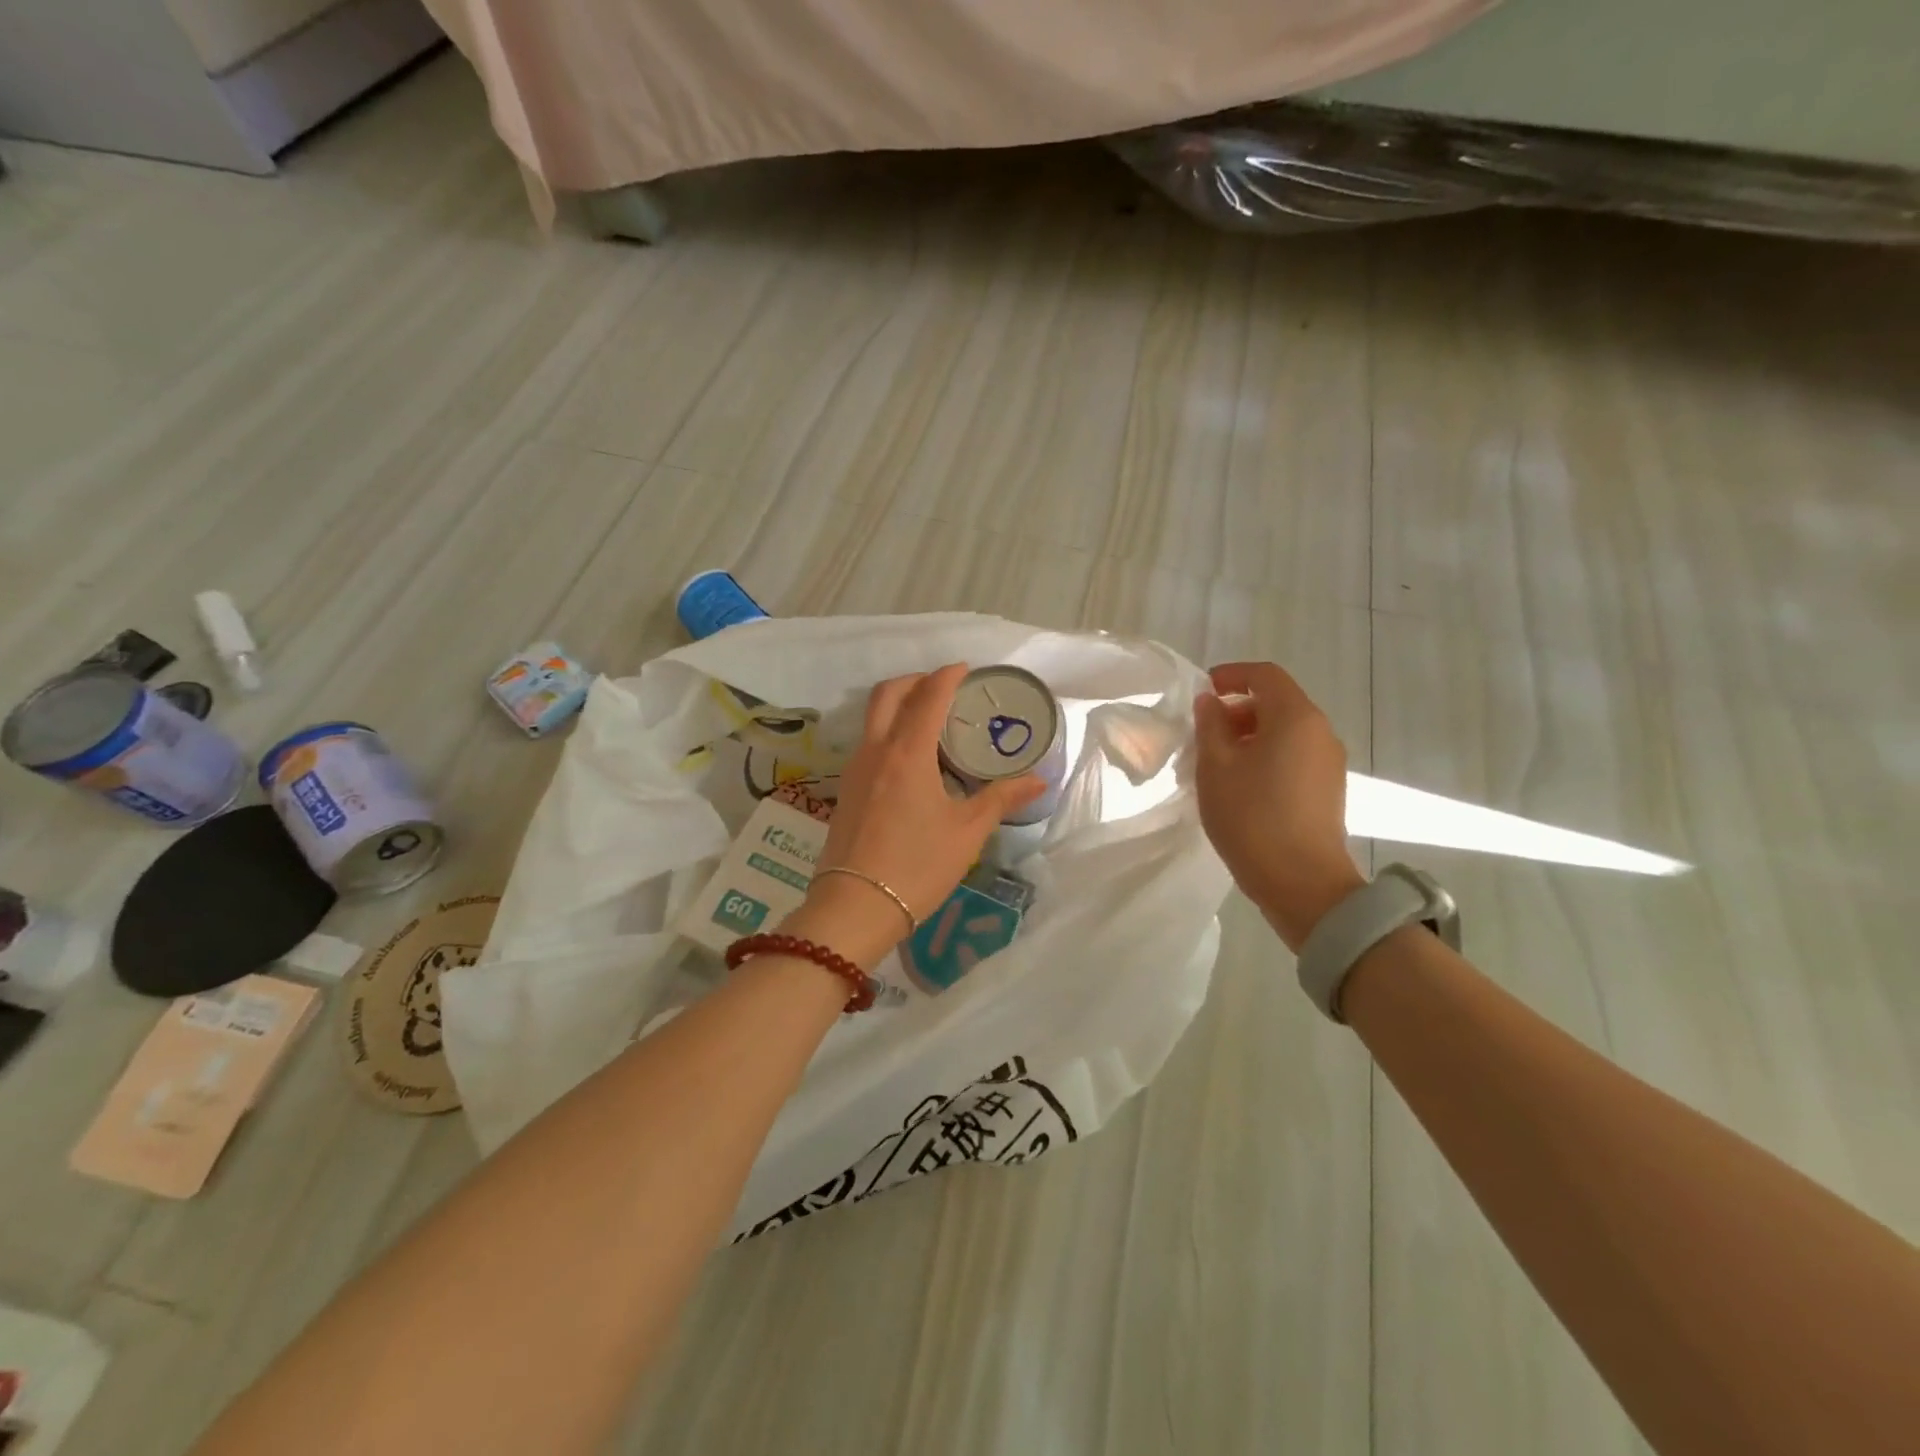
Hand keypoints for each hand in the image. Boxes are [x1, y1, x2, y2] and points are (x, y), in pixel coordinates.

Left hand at [787, 665, 1043, 966]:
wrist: (855, 908)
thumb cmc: (918, 865)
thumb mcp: (967, 832)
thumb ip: (1001, 799)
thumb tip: (1037, 781)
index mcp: (907, 753)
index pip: (927, 697)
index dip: (947, 676)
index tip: (965, 669)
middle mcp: (876, 751)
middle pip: (888, 694)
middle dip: (915, 680)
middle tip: (943, 686)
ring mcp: (855, 770)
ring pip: (872, 717)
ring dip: (898, 704)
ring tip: (928, 719)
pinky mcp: (846, 790)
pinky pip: (867, 742)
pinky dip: (887, 730)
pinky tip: (909, 758)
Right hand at [1193, 661, 1364, 952]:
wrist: (1302, 883)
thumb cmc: (1251, 817)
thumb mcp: (1216, 767)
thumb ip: (1210, 725)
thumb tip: (1211, 702)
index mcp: (1296, 717)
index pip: (1265, 675)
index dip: (1232, 675)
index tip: (1202, 691)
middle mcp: (1320, 732)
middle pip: (1277, 703)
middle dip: (1237, 710)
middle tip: (1203, 734)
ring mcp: (1329, 763)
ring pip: (1285, 732)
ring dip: (1250, 736)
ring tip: (1217, 764)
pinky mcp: (1328, 790)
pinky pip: (1294, 756)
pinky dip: (1266, 757)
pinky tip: (1240, 785)